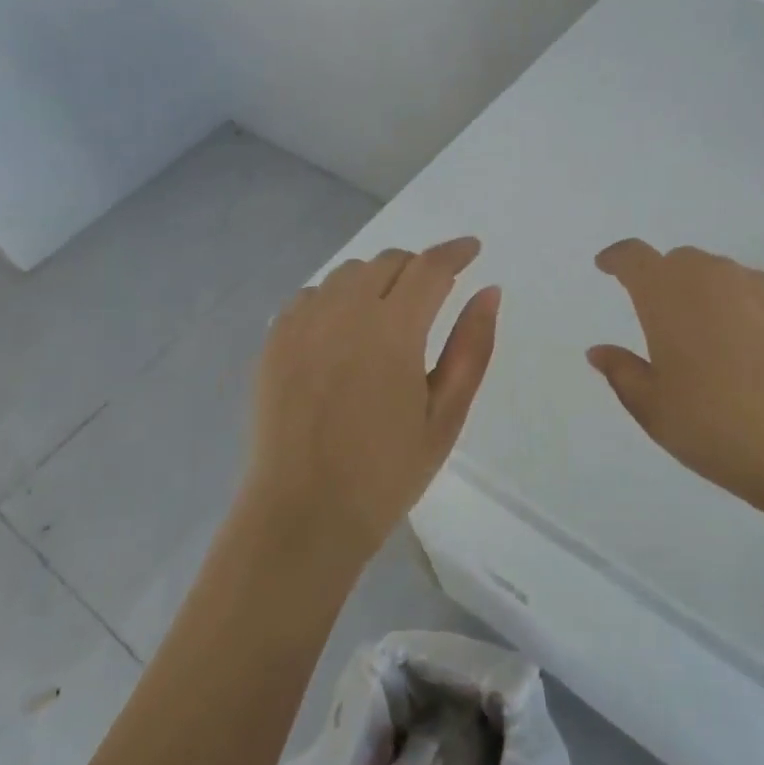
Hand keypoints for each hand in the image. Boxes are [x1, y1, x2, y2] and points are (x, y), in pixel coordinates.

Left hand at [245, 238, 499, 563]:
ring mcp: (303, 324)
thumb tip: (489, 291)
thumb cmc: (386, 472)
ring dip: (378, 278)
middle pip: (389, 261)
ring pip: (349, 273)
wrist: (302, 515)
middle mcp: (345, 312)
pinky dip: (337, 297)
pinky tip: (343, 329)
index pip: (431, 267)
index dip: (456, 252)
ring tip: (390, 312)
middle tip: (435, 293)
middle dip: (419, 267)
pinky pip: (312, 294)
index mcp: (393, 330)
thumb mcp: (446, 415)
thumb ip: (471, 347)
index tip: (473, 249)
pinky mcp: (274, 341)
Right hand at [587, 240, 763, 524]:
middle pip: (682, 262)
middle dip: (667, 281)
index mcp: (668, 295)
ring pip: (728, 278)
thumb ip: (623, 373)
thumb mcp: (655, 411)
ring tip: (723, 348)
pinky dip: (757, 316)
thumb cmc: (719, 428)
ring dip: (715, 299)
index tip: (607, 266)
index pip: (633, 257)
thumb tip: (599, 351)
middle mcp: (714, 277)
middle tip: (668, 322)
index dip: (617, 258)